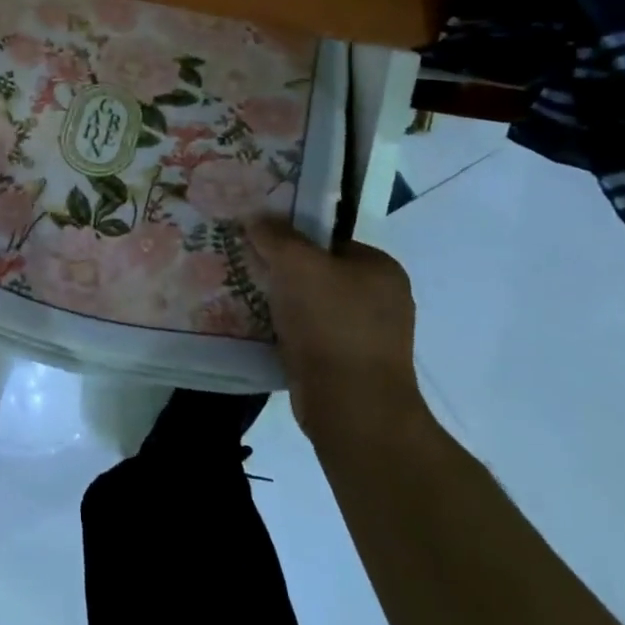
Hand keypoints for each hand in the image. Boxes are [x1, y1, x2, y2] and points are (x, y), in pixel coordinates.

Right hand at [246, 219, 423, 440]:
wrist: (350, 406)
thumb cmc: (331, 323)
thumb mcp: (296, 263)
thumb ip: (275, 235)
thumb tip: (257, 217)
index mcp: (381, 269)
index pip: (329, 239)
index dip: (292, 236)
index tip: (258, 239)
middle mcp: (381, 300)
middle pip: (318, 271)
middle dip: (282, 270)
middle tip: (246, 264)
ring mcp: (367, 336)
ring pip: (310, 304)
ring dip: (281, 301)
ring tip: (243, 293)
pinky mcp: (348, 366)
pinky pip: (308, 334)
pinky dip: (285, 330)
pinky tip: (258, 327)